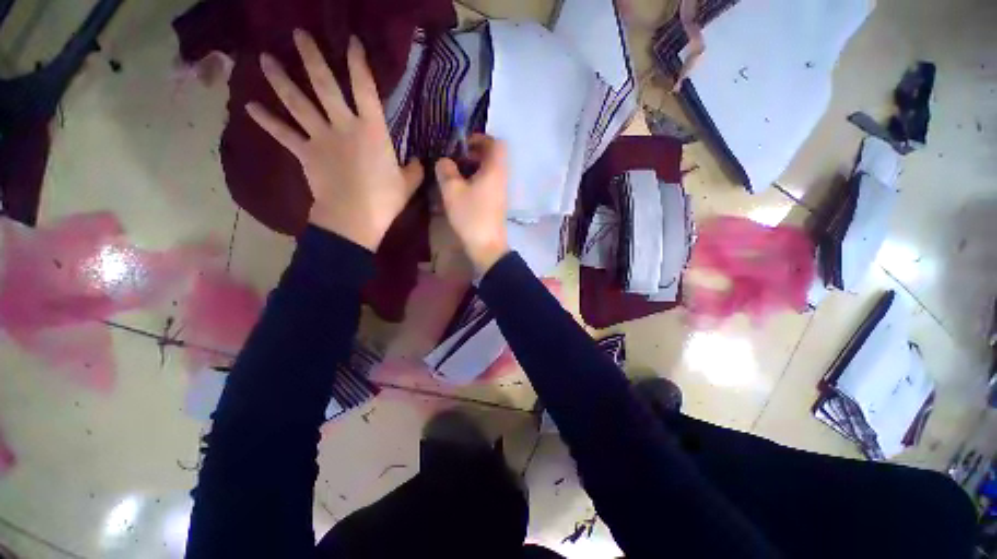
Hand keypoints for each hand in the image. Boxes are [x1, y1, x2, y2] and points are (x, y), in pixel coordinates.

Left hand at [246, 30, 423, 249]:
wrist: (355, 218)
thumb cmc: (385, 200)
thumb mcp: (408, 184)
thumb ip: (414, 169)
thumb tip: (419, 161)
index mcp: (373, 130)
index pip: (365, 89)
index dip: (358, 63)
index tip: (351, 41)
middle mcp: (343, 125)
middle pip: (324, 85)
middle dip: (311, 56)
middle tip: (298, 33)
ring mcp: (321, 138)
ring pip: (297, 102)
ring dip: (280, 79)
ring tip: (265, 58)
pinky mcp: (305, 153)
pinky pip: (283, 133)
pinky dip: (266, 120)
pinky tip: (250, 105)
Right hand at [436, 134, 509, 273]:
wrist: (487, 246)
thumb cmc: (471, 216)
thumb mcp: (452, 190)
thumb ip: (446, 170)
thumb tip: (444, 161)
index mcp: (495, 170)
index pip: (496, 143)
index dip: (480, 138)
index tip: (462, 145)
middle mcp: (501, 178)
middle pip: (491, 157)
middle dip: (471, 154)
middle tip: (453, 161)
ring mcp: (500, 192)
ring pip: (487, 172)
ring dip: (471, 169)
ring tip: (452, 177)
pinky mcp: (495, 204)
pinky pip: (486, 185)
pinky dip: (474, 182)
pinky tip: (458, 191)